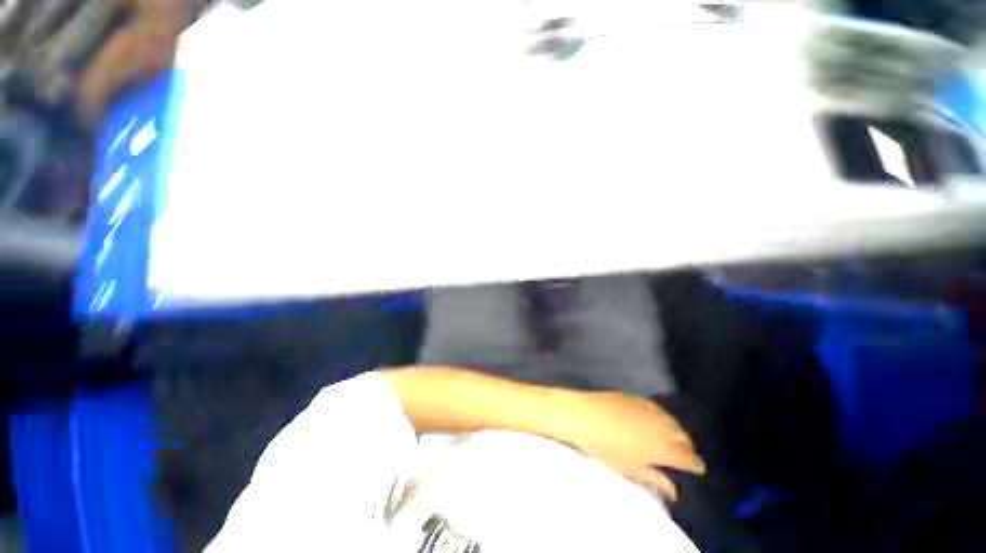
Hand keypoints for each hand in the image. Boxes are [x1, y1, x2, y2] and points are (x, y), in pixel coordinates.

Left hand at [555, 391, 704, 501]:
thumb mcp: (631, 470)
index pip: (688, 458)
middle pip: (683, 437)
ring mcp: (649, 409)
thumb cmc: (607, 448)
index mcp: (663, 448)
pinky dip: (662, 417)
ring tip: (673, 438)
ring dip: (676, 431)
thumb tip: (673, 492)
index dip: (695, 464)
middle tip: (684, 455)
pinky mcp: (636, 398)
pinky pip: (657, 409)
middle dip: (686, 447)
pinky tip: (656, 420)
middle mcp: (661, 426)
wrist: (585, 416)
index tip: (697, 469)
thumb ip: (655, 480)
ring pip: (672, 421)